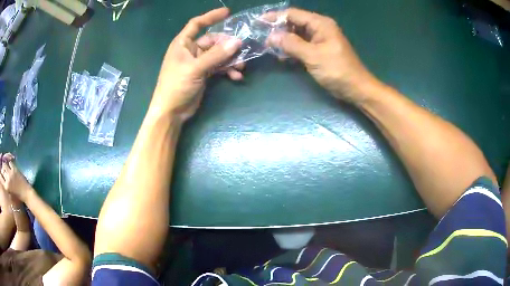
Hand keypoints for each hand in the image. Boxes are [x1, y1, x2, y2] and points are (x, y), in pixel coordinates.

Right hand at [0, 154, 32, 201]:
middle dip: (2, 169)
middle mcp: (7, 179)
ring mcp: (10, 173)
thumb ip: (6, 186)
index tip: (0, 173)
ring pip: (4, 164)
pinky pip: (9, 162)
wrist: (26, 194)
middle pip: (2, 170)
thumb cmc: (18, 197)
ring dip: (4, 165)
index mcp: (6, 187)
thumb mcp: (10, 194)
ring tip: (5, 168)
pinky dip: (9, 163)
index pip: (1, 178)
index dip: (0, 174)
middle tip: (3, 170)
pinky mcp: (14, 169)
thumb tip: (3, 179)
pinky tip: (9, 166)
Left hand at [151, 8, 242, 120]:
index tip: (227, 13)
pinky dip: (227, 70)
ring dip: (230, 59)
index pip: (196, 24)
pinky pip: (218, 67)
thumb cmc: (176, 86)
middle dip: (227, 46)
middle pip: (213, 41)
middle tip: (242, 50)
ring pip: (218, 55)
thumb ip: (216, 55)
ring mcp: (198, 62)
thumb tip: (237, 42)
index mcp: (183, 44)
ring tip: (241, 66)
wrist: (171, 112)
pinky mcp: (203, 74)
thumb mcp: (196, 69)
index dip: (211, 16)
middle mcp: (191, 50)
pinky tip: (236, 77)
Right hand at [267, 8, 380, 102]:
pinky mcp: (319, 50)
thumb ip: (291, 44)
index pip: (293, 14)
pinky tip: (281, 56)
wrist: (356, 89)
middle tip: (261, 37)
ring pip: (296, 34)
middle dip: (278, 29)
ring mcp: (319, 39)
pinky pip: (301, 45)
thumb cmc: (338, 71)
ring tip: (268, 47)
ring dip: (283, 40)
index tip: (258, 22)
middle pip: (294, 23)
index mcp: (320, 24)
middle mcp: (319, 28)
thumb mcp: (313, 56)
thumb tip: (271, 36)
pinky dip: (291, 49)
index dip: (274, 17)